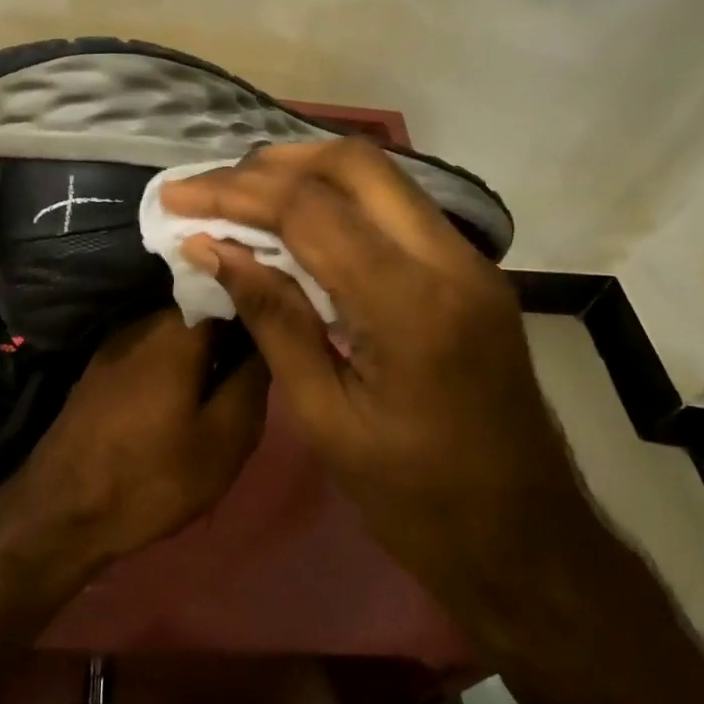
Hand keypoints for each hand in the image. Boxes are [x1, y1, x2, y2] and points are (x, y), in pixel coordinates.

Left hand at [16, 310, 269, 561]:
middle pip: (204, 308)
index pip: (232, 291)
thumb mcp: (224, 439)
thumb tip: (269, 341)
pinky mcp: (102, 365)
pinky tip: (187, 395)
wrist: (62, 509)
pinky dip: (178, 362)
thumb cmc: (152, 475)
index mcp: (178, 329)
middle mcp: (145, 321)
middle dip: (234, 331)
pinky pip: (154, 348)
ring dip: (206, 349)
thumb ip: (252, 380)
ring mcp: (118, 341)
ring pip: (179, 330)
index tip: (284, 331)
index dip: (261, 308)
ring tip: (228, 383)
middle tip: (260, 367)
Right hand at [159, 140, 593, 612]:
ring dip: (305, 172)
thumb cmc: (416, 499)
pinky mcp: (471, 271)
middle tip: (211, 187)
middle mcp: (450, 260)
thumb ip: (272, 318)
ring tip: (241, 195)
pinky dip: (338, 199)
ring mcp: (470, 260)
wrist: (527, 539)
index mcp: (411, 305)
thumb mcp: (325, 418)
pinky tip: (296, 223)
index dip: (234, 194)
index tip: (177, 196)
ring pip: (380, 176)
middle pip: (355, 164)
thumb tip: (211, 249)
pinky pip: (397, 207)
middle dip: (272, 164)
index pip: (310, 210)